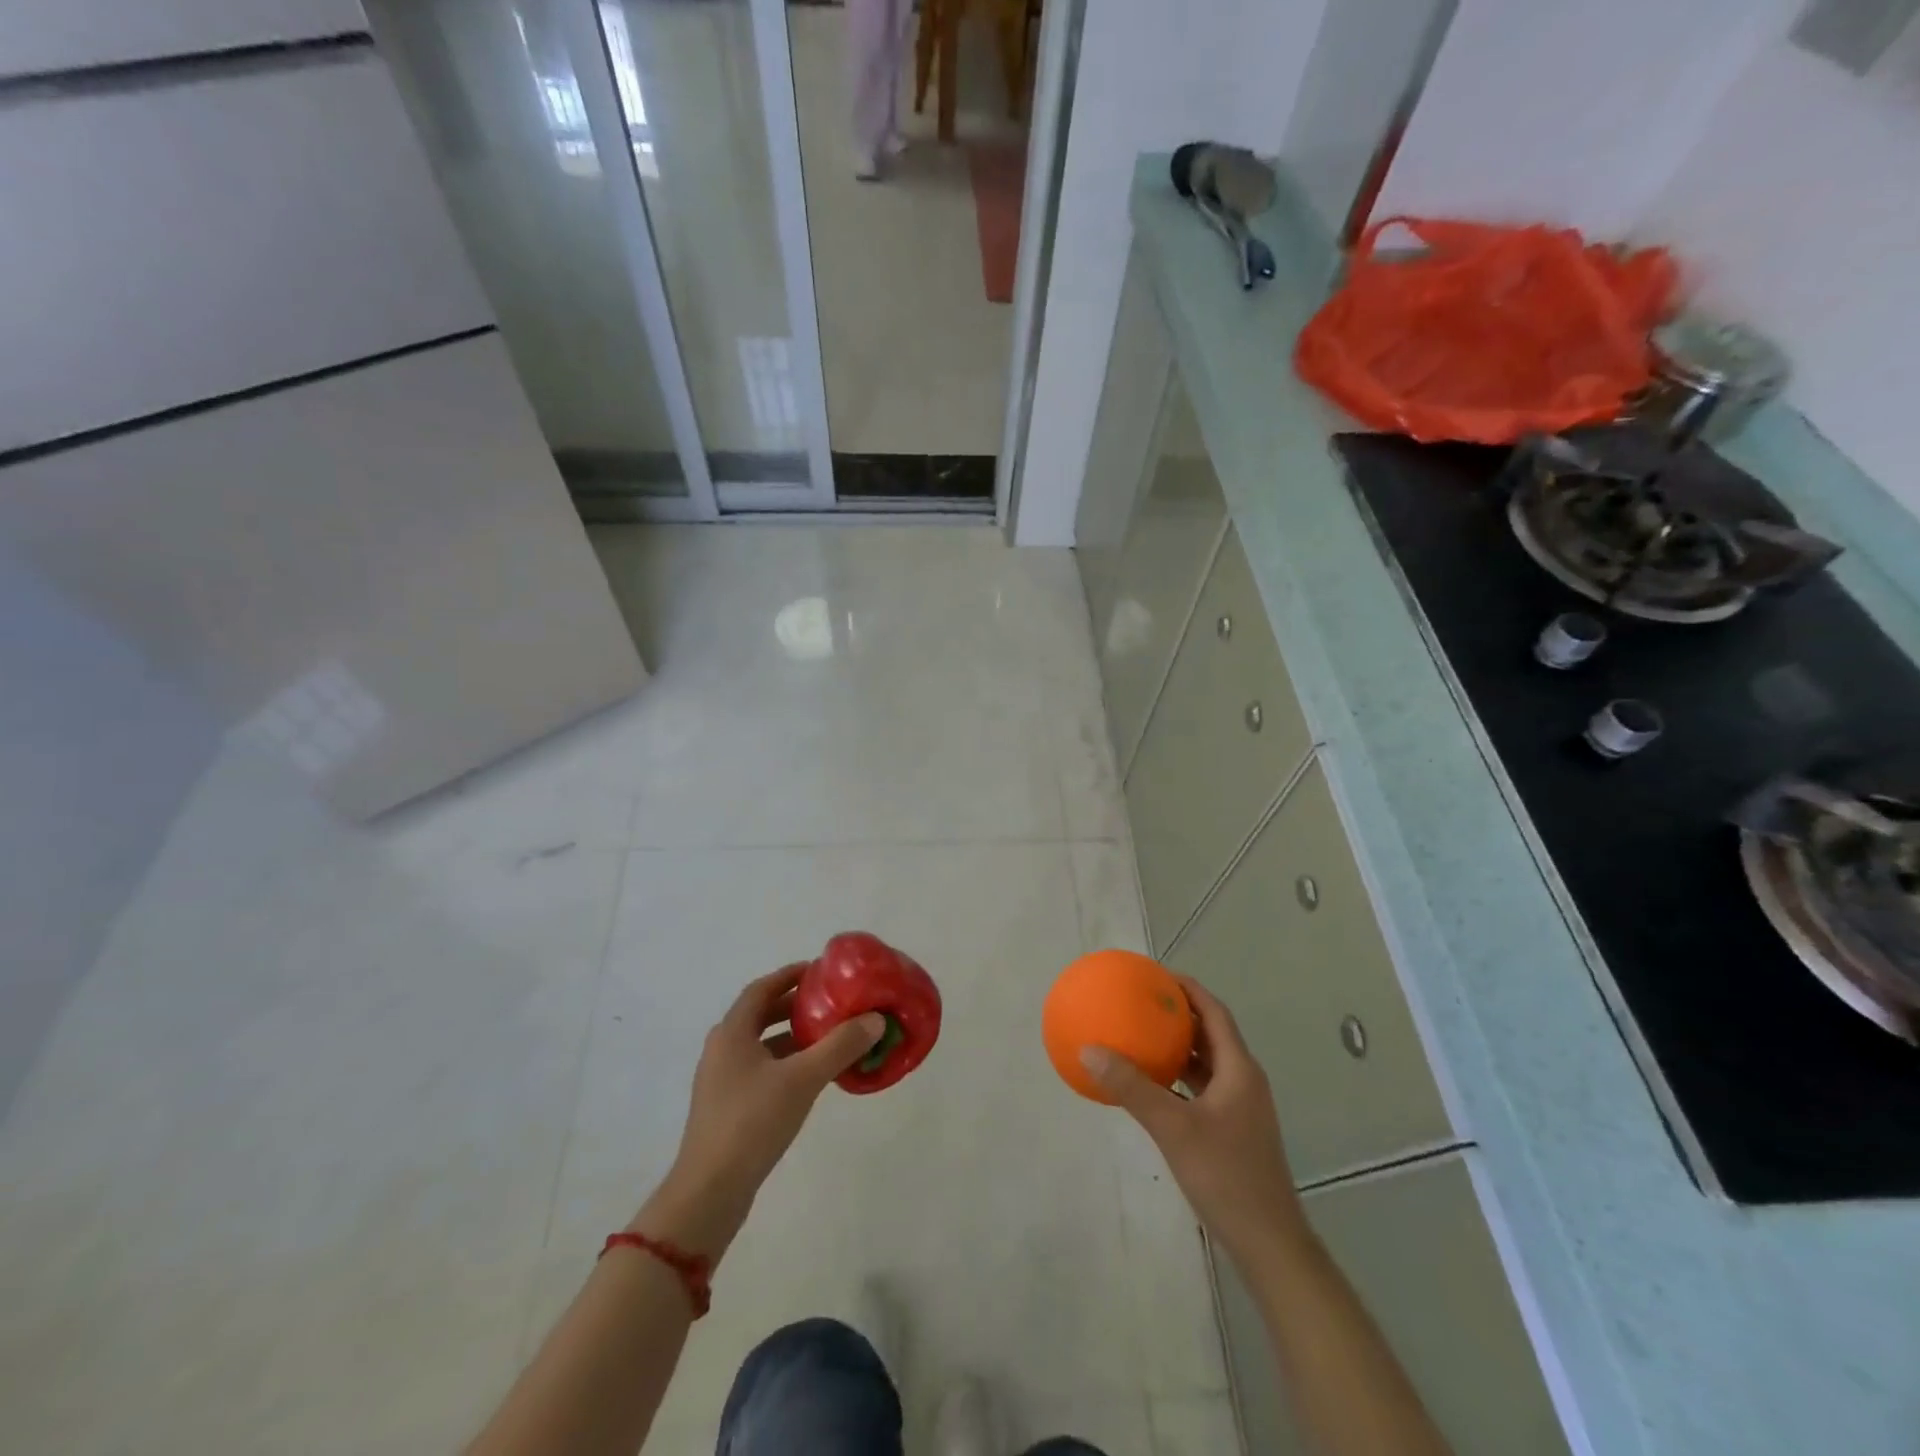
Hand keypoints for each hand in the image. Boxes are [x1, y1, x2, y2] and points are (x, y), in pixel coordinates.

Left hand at [634, 965, 884, 1259]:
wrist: (709, 1193)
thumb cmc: (752, 1123)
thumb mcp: (802, 1079)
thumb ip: (840, 1046)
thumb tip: (875, 1019)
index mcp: (732, 1032)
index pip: (762, 988)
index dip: (790, 975)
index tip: (821, 970)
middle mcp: (723, 1049)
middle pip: (762, 1014)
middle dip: (797, 1006)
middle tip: (833, 1002)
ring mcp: (723, 1080)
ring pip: (763, 1045)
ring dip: (794, 1036)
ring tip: (831, 1037)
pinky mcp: (728, 1107)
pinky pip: (762, 1070)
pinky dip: (788, 1063)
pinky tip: (813, 1077)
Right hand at [1081, 976, 1302, 1260]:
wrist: (1269, 1243)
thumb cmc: (1226, 1176)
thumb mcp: (1173, 1128)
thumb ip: (1132, 1088)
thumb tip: (1090, 1050)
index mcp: (1239, 1069)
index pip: (1214, 1012)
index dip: (1187, 989)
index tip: (1155, 974)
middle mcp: (1243, 1080)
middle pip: (1211, 1033)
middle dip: (1178, 1014)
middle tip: (1141, 1000)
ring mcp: (1240, 1107)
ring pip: (1206, 1062)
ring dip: (1178, 1046)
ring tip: (1141, 1034)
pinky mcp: (1232, 1130)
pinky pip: (1201, 1088)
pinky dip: (1177, 1078)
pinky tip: (1150, 1085)